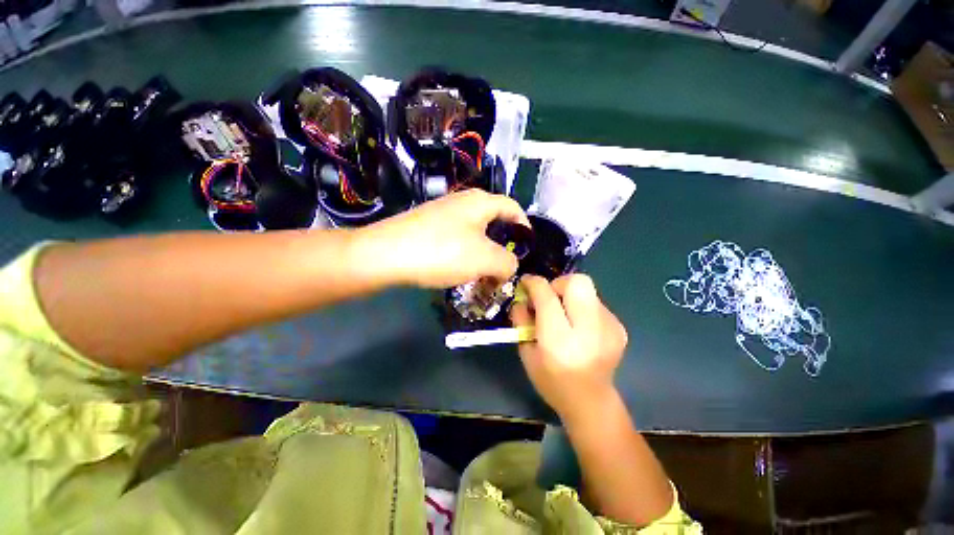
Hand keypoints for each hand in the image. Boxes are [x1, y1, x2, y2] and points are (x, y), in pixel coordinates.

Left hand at [356, 189, 529, 288]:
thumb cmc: (442, 251)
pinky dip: (464, 256)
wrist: (386, 254)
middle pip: (494, 223)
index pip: (513, 208)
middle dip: (502, 248)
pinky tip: (459, 272)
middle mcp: (463, 202)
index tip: (527, 249)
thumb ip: (508, 263)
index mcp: (480, 202)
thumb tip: (508, 266)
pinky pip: (456, 240)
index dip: (525, 227)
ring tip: (483, 277)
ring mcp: (442, 214)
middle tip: (504, 270)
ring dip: (483, 256)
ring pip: (474, 234)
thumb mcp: (485, 259)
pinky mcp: (428, 227)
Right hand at [510, 274, 627, 421]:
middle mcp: (589, 331)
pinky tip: (578, 326)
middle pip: (578, 282)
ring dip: (570, 295)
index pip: (547, 297)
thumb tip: (523, 296)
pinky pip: (595, 302)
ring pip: (587, 289)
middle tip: (549, 297)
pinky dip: (582, 306)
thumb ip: (521, 320)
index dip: (534, 283)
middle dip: (558, 283)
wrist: (591, 402)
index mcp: (560, 341)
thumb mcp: (526, 352)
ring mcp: (609, 328)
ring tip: (564, 315)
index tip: (526, 283)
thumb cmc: (551, 380)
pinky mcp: (619, 327)